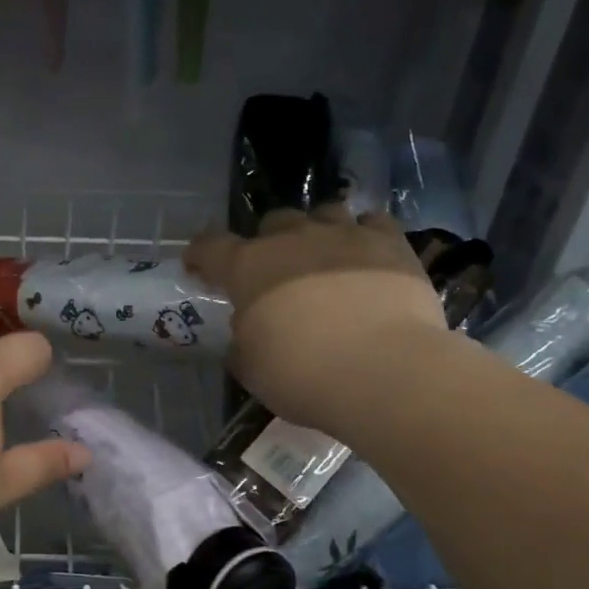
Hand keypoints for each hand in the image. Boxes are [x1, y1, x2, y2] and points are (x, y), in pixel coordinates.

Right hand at [186, 207, 450, 430]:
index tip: (197, 265)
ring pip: (323, 213)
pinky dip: (363, 235)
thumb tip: (248, 333)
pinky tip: (365, 255)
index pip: (211, 247)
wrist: (383, 372)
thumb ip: (243, 343)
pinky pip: (371, 222)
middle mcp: (292, 239)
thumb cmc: (303, 375)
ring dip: (317, 232)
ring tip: (323, 258)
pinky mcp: (390, 243)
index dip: (200, 254)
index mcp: (248, 268)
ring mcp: (344, 235)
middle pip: (272, 223)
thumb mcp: (252, 369)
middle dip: (269, 243)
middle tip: (274, 273)